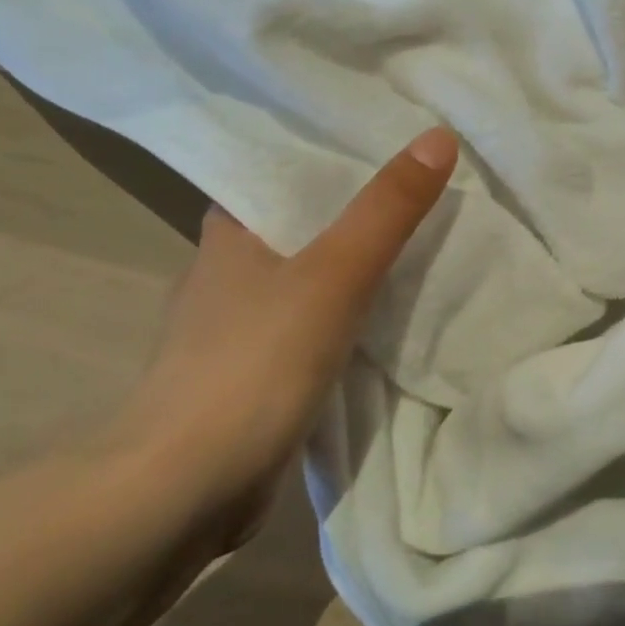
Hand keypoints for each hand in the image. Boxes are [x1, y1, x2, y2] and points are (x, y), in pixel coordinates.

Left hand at [102, 127, 458, 547]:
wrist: (184, 490)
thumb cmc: (255, 362)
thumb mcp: (336, 272)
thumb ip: (388, 208)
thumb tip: (440, 135)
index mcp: (230, 230)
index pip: (286, 171)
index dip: (338, 154)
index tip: (395, 142)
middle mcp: (225, 270)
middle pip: (304, 224)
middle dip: (357, 211)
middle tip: (424, 190)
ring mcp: (234, 328)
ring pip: (307, 278)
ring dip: (353, 267)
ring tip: (419, 244)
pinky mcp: (248, 376)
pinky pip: (309, 327)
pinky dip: (344, 317)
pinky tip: (385, 317)